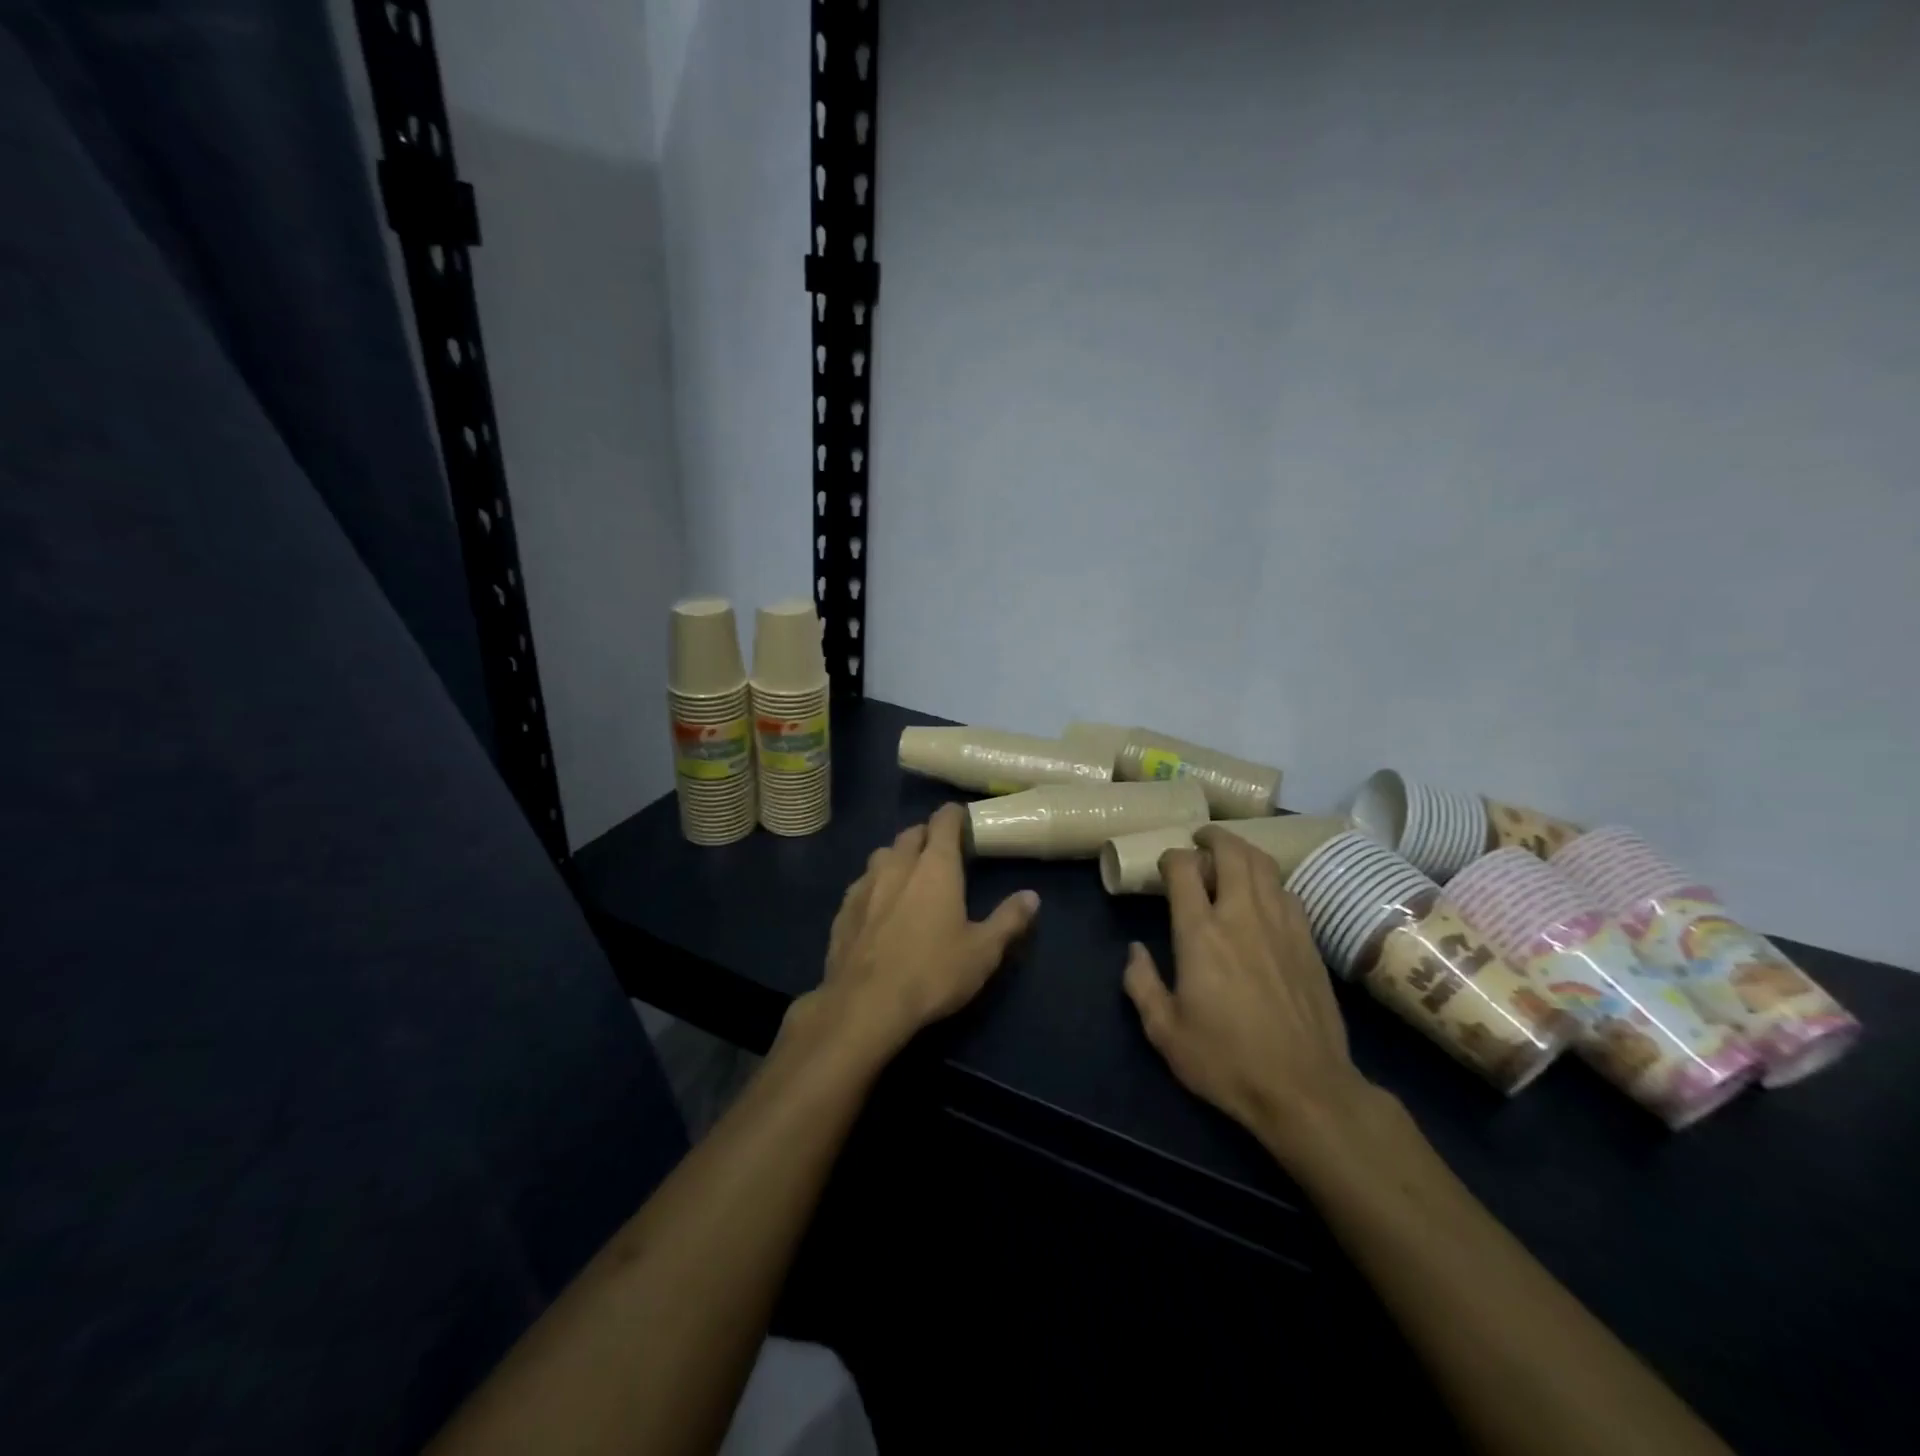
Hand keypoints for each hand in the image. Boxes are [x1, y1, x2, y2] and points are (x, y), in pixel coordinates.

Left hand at [791, 803, 1040, 1062]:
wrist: (865, 1004)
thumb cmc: (932, 973)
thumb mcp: (982, 952)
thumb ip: (1008, 920)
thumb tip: (1031, 896)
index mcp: (935, 867)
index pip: (943, 822)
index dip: (954, 816)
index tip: (963, 820)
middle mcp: (897, 865)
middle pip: (911, 834)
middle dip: (926, 835)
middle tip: (941, 853)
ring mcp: (865, 885)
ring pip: (882, 855)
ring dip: (897, 858)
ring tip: (908, 877)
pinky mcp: (843, 910)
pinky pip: (861, 884)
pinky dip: (874, 886)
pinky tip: (878, 907)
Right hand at [1122, 826, 1375, 1159]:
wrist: (1306, 1090)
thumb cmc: (1227, 1061)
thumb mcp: (1164, 1031)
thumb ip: (1141, 984)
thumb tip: (1136, 950)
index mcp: (1201, 933)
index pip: (1185, 868)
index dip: (1172, 857)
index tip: (1166, 866)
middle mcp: (1241, 916)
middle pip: (1231, 852)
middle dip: (1212, 837)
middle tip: (1200, 840)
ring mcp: (1281, 925)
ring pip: (1264, 866)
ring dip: (1243, 852)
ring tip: (1230, 858)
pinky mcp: (1309, 942)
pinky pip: (1288, 892)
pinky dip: (1270, 882)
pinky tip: (1264, 897)